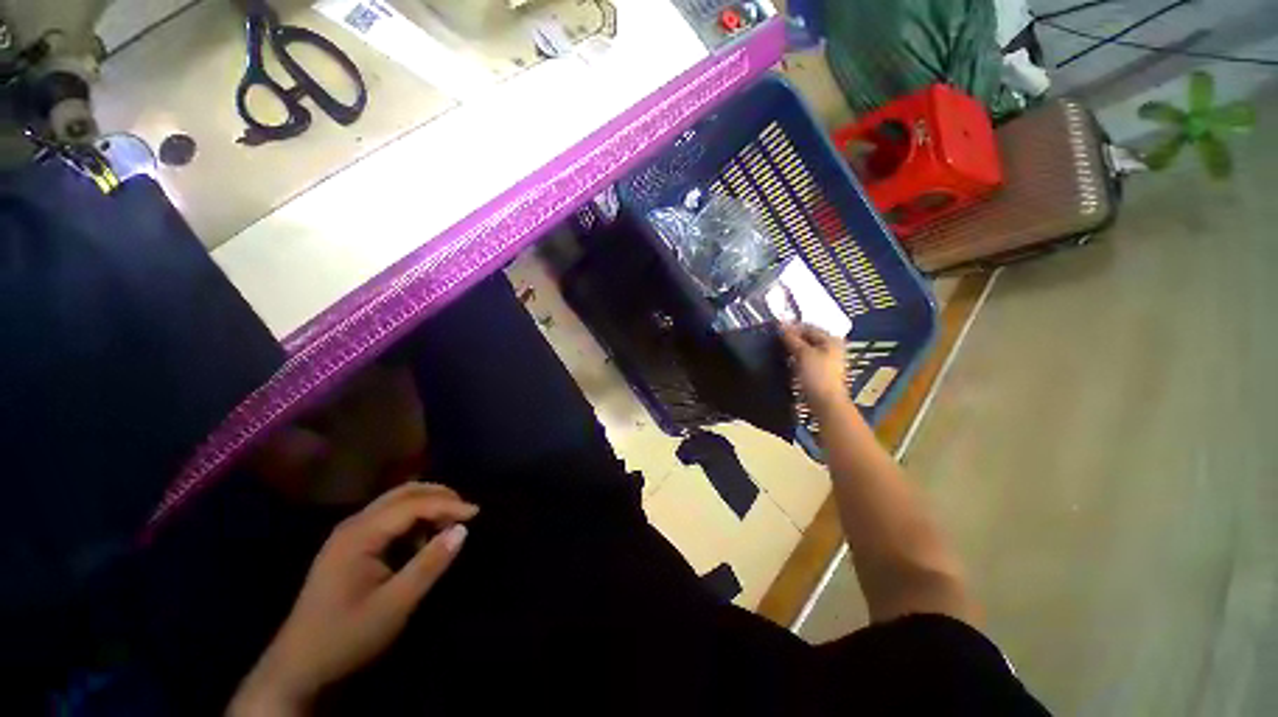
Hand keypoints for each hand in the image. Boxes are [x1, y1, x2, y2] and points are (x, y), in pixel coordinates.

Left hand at [229, 482, 477, 715]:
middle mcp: (353, 525)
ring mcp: (349, 534)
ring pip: (396, 503)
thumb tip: (463, 530)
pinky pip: (388, 520)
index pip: (411, 504)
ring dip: (427, 507)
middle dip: (439, 496)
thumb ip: (430, 564)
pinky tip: (422, 542)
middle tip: (465, 510)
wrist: (298, 665)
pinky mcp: (351, 546)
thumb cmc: (347, 635)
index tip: (477, 513)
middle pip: (402, 493)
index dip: (447, 505)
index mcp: (359, 535)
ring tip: (449, 525)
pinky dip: (413, 521)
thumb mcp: (395, 605)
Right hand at [781, 324, 848, 411]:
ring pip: (806, 350)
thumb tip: (781, 325)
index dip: (792, 327)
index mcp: (831, 340)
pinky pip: (805, 360)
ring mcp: (826, 361)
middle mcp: (831, 348)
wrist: (825, 402)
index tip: (776, 330)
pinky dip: (796, 359)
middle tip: (775, 340)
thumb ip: (791, 338)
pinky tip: (786, 362)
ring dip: (792, 349)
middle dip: (792, 338)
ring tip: (778, 350)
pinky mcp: (819, 373)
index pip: (808, 327)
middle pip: (808, 338)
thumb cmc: (817, 375)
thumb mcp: (803, 353)